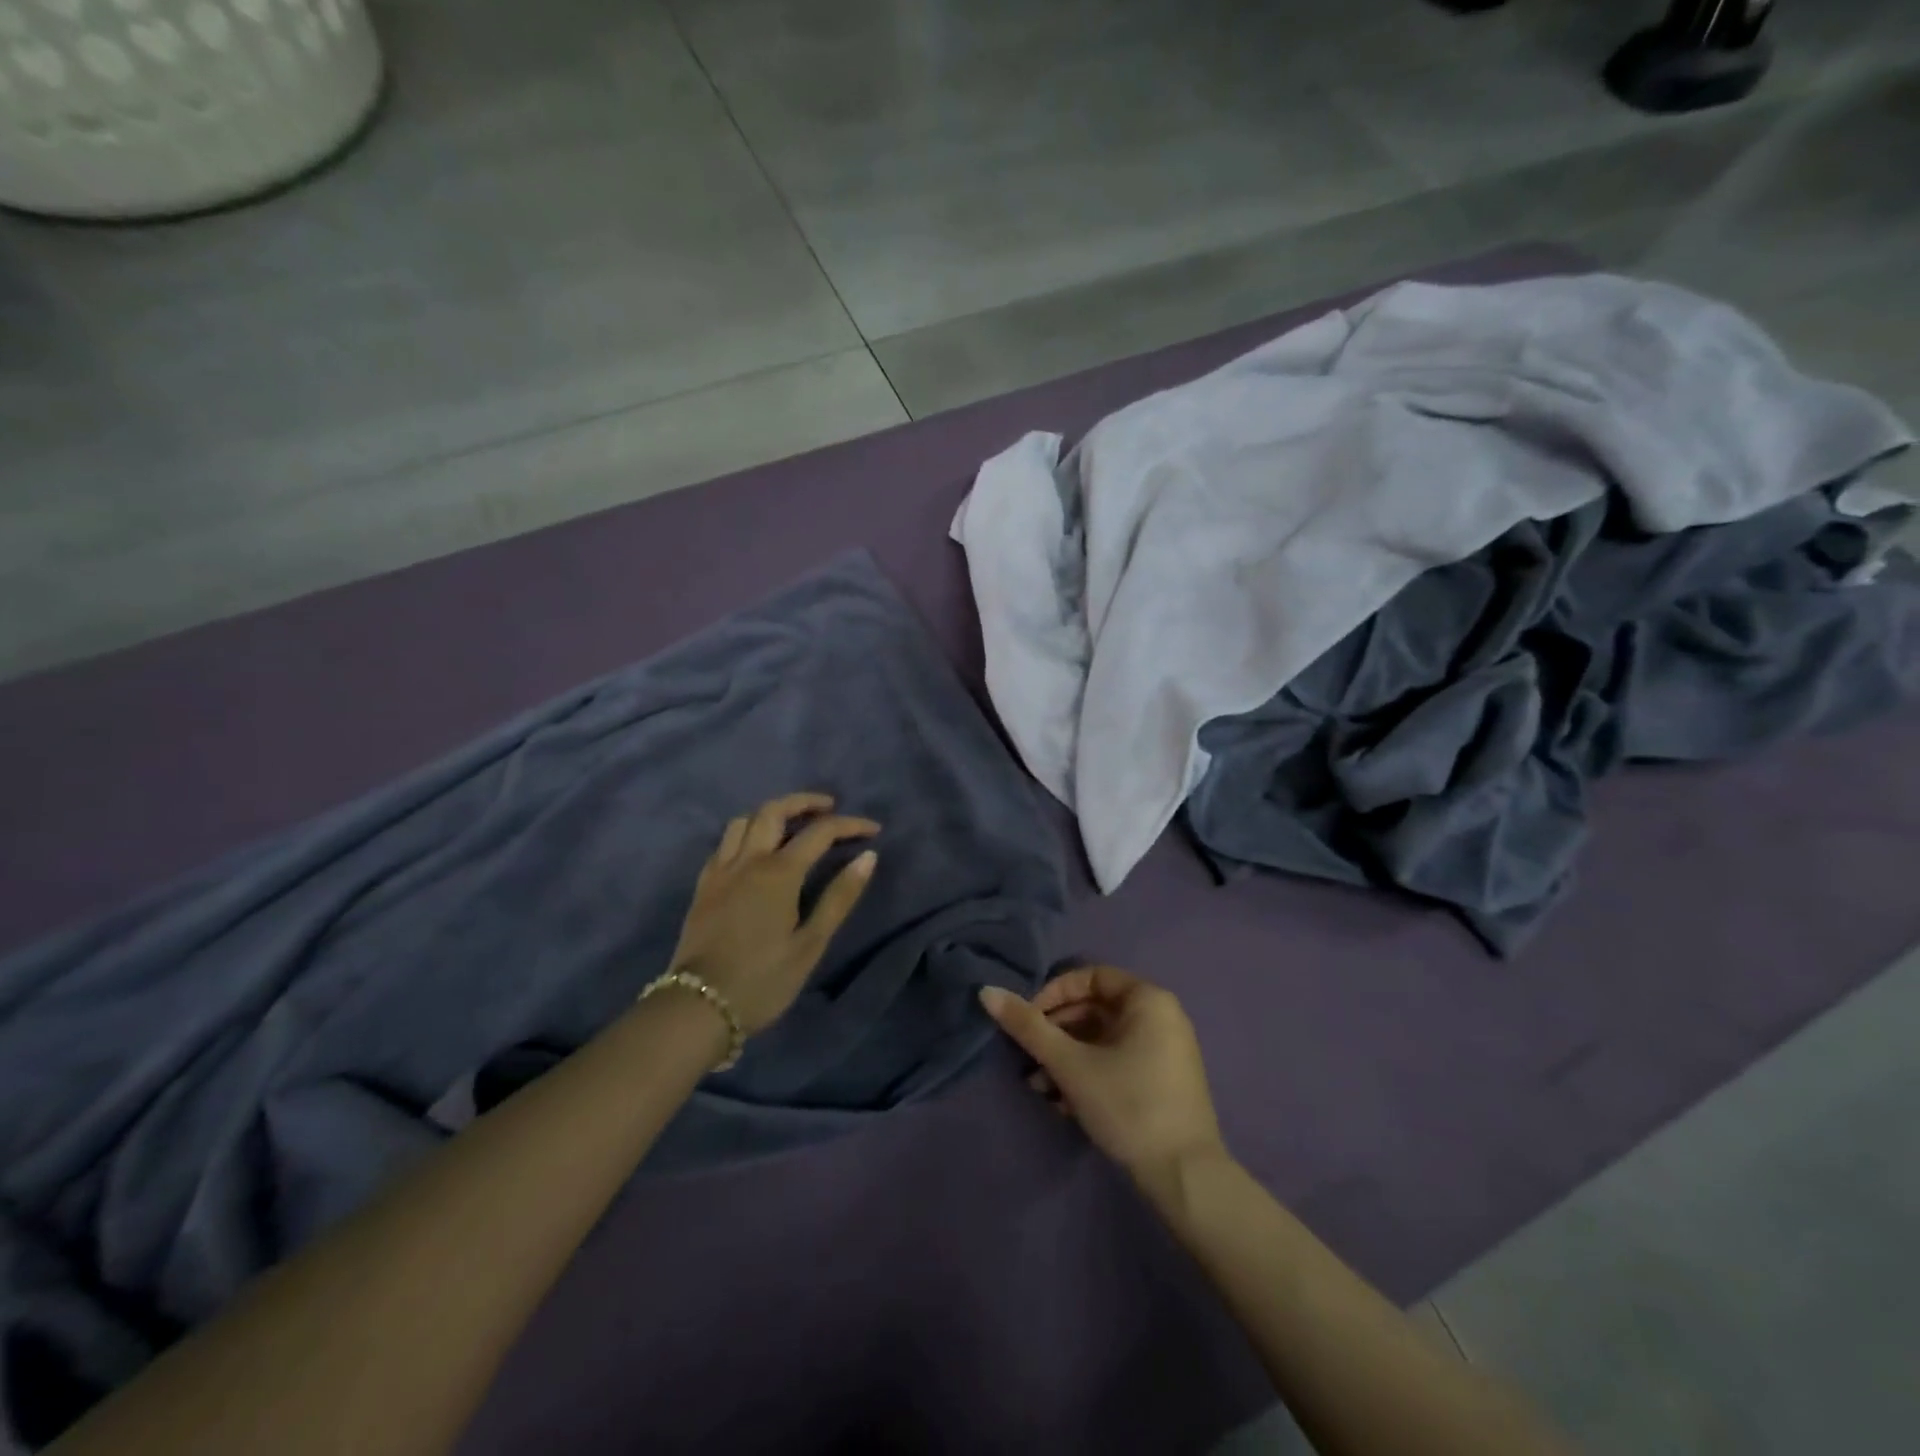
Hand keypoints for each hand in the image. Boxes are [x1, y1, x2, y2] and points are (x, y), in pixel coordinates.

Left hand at [667, 793, 878, 1034]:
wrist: (698, 1007)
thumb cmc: (763, 980)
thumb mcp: (811, 944)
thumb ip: (840, 897)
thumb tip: (868, 857)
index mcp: (779, 873)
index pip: (820, 832)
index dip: (850, 825)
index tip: (873, 830)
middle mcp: (748, 860)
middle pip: (774, 810)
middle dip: (805, 802)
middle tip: (829, 808)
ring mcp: (721, 870)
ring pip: (744, 820)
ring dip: (772, 813)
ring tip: (792, 824)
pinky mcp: (704, 885)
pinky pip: (724, 842)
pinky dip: (746, 832)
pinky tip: (755, 850)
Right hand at [979, 966, 1225, 1186]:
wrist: (1185, 1178)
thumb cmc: (1128, 1105)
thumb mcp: (1071, 1064)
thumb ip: (1028, 1027)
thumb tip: (986, 991)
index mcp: (1148, 999)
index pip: (1090, 977)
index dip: (1053, 994)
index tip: (1027, 1021)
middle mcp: (1161, 1016)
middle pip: (1095, 1009)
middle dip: (1055, 1032)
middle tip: (1027, 1057)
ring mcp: (1165, 1049)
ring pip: (1103, 1039)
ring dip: (1067, 1057)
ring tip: (1039, 1087)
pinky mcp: (1163, 1080)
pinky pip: (1118, 1060)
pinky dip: (1089, 1072)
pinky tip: (1063, 1102)